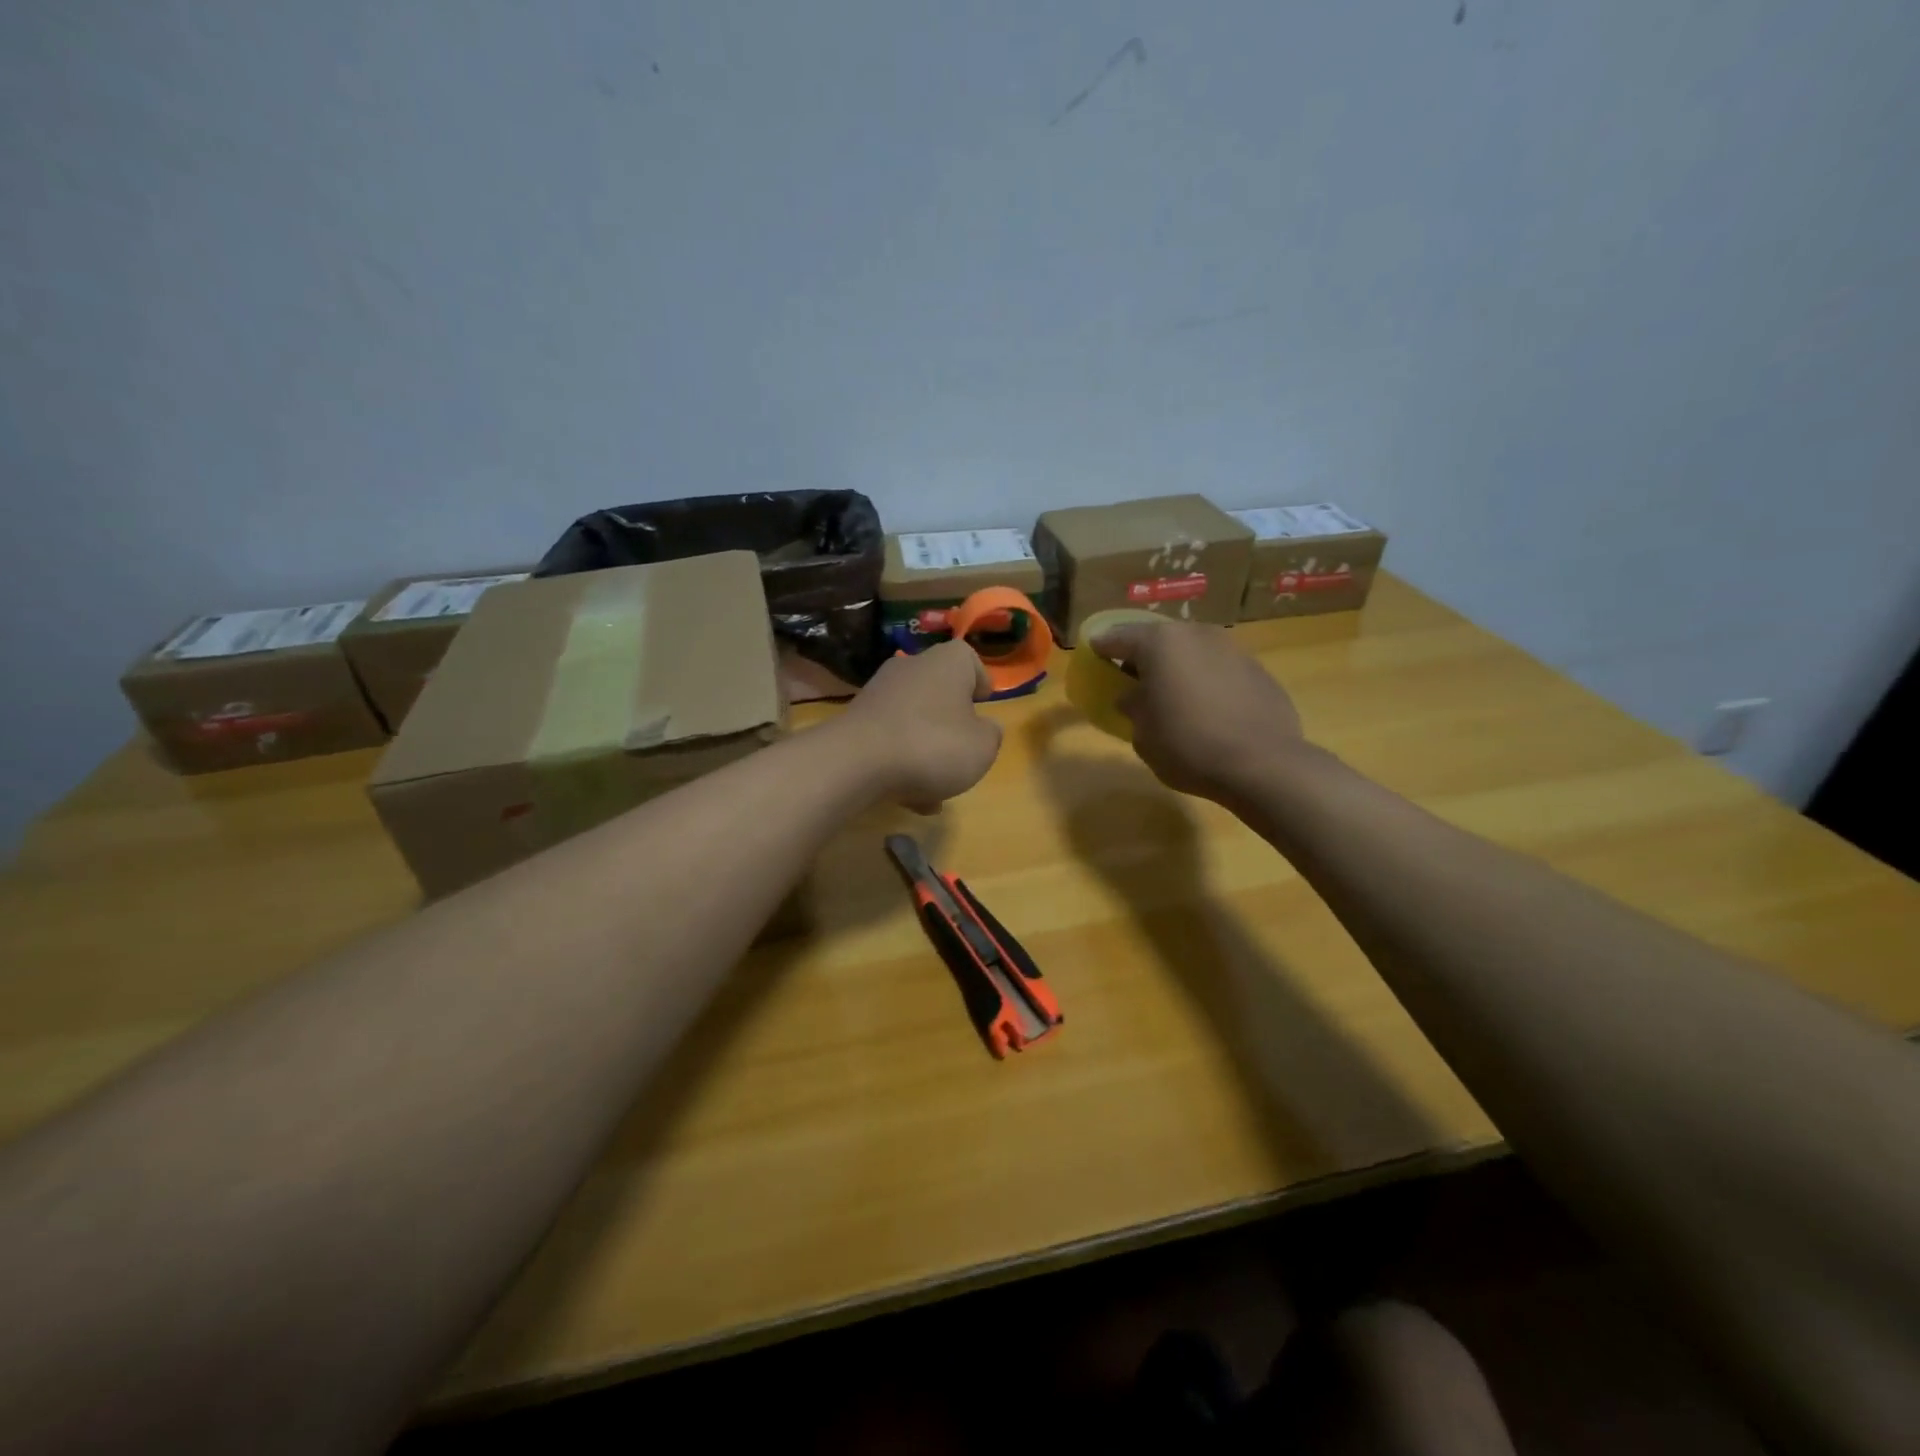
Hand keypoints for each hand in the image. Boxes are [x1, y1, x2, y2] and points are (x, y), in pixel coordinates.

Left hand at [837, 641, 1003, 811]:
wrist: (857, 762)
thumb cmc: (933, 745)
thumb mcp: (983, 747)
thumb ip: (991, 735)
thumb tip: (984, 728)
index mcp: (947, 662)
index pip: (968, 658)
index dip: (980, 681)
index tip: (984, 706)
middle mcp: (911, 667)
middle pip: (939, 691)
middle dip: (951, 724)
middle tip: (962, 752)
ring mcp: (879, 692)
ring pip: (914, 720)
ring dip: (926, 751)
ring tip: (935, 790)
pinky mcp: (856, 720)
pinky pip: (890, 739)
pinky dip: (900, 762)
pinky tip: (907, 796)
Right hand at [1090, 620, 1305, 802]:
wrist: (1262, 765)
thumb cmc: (1187, 746)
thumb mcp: (1142, 733)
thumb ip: (1133, 707)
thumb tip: (1134, 697)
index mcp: (1161, 644)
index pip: (1118, 637)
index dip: (1102, 647)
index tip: (1093, 654)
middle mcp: (1198, 635)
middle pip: (1160, 639)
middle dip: (1144, 656)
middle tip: (1132, 678)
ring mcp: (1233, 650)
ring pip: (1194, 652)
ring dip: (1180, 668)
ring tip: (1172, 694)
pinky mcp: (1260, 672)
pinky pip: (1221, 671)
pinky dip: (1208, 682)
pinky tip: (1207, 710)